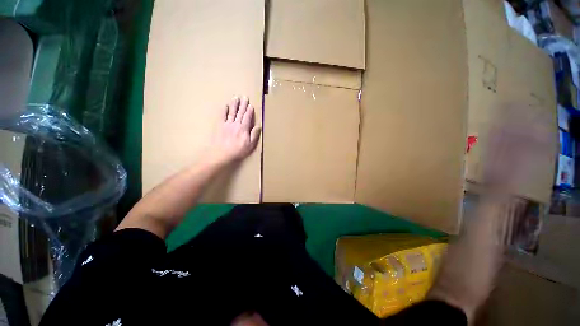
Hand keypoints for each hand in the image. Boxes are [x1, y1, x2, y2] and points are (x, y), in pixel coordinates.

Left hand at [208, 96, 260, 164]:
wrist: (222, 153)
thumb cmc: (238, 150)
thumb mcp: (250, 145)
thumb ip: (254, 134)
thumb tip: (258, 126)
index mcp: (244, 128)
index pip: (248, 117)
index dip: (250, 111)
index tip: (251, 105)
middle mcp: (236, 124)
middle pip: (240, 113)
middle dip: (243, 105)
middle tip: (244, 97)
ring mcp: (227, 124)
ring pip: (232, 112)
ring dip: (234, 105)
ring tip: (236, 98)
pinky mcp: (220, 126)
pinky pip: (222, 116)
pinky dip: (224, 110)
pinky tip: (225, 106)